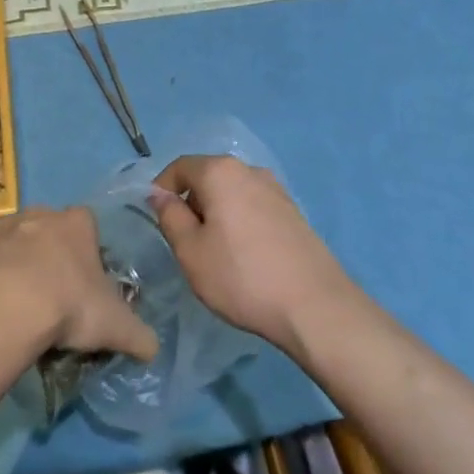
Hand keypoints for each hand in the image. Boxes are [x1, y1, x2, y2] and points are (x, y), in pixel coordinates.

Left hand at [0, 207, 157, 360]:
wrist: (6, 308)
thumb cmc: (69, 305)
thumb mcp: (116, 326)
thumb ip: (140, 335)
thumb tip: (153, 349)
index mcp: (76, 223)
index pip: (88, 226)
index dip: (88, 253)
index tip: (87, 284)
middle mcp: (38, 215)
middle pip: (48, 229)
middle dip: (50, 255)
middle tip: (53, 297)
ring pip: (10, 241)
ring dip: (14, 263)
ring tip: (17, 306)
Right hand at [151, 155, 350, 352]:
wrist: (316, 306)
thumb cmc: (242, 277)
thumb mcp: (191, 252)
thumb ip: (170, 217)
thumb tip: (159, 195)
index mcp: (220, 172)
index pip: (180, 166)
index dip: (162, 188)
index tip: (157, 219)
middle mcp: (249, 170)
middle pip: (208, 176)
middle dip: (191, 202)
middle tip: (185, 242)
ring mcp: (276, 189)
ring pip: (232, 192)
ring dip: (217, 213)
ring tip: (216, 253)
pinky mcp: (293, 212)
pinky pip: (253, 206)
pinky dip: (240, 221)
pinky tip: (245, 256)